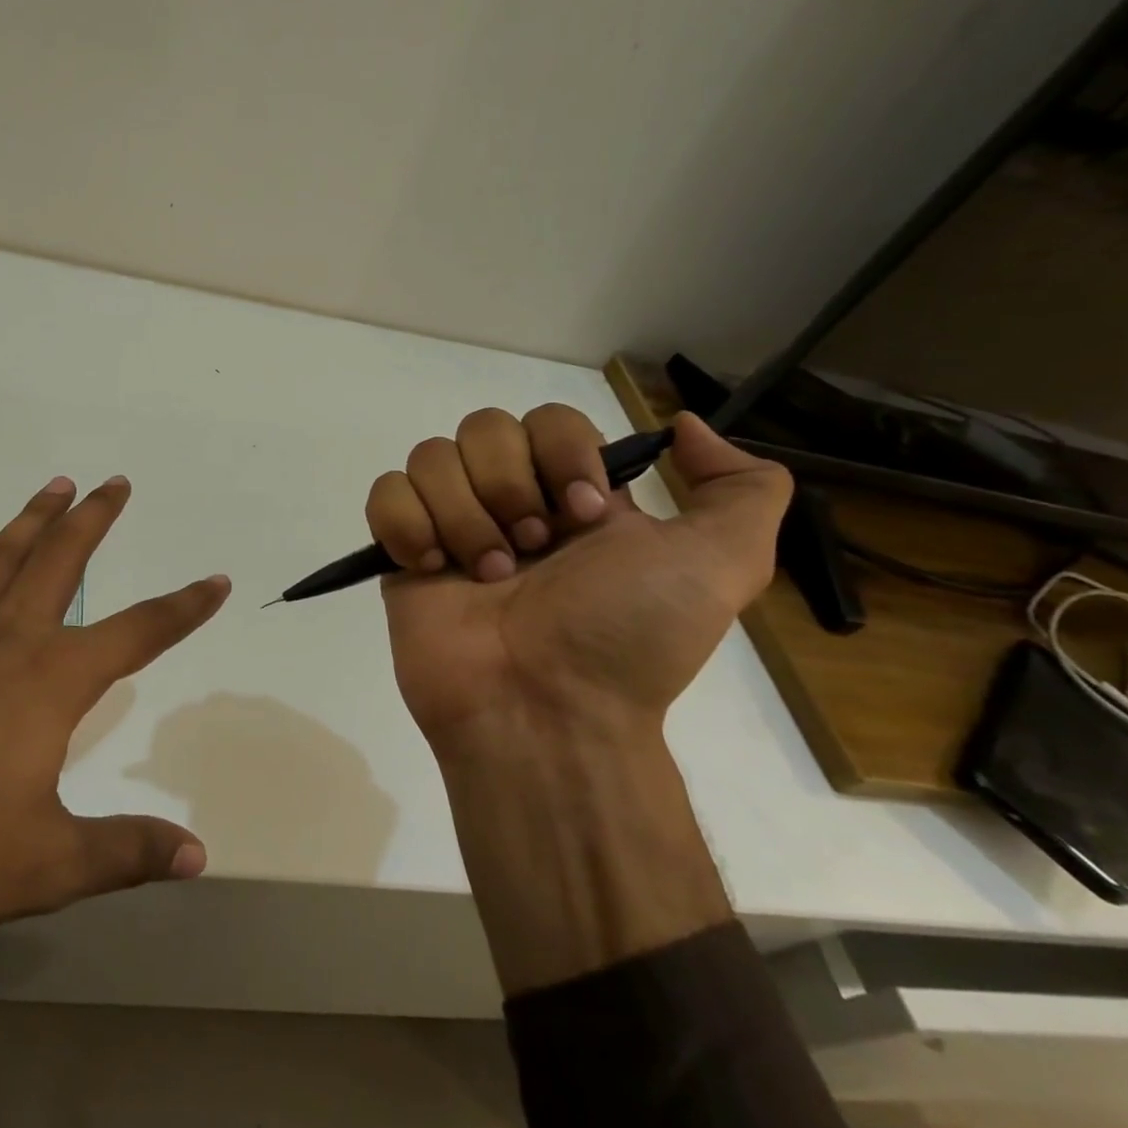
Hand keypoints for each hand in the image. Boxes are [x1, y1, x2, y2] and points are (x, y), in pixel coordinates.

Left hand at [0, 476, 228, 1050]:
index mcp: (51, 681)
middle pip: (59, 564)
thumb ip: (123, 852)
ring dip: (29, 523)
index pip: (137, 632)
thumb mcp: (44, 864)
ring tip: (53, 487)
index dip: (182, 608)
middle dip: (93, 522)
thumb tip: (195, 853)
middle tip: (116, 482)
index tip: (214, 580)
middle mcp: (6, 646)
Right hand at [365, 405, 790, 990]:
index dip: (562, 453)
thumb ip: (742, 488)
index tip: (583, 514)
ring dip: (464, 516)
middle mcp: (510, 501)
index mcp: (572, 495)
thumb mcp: (722, 563)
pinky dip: (407, 523)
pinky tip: (433, 567)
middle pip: (482, 427)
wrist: (543, 709)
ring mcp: (450, 525)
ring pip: (431, 457)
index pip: (548, 418)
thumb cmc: (625, 635)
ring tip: (484, 576)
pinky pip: (386, 493)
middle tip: (531, 551)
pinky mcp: (401, 551)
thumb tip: (684, 427)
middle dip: (509, 486)